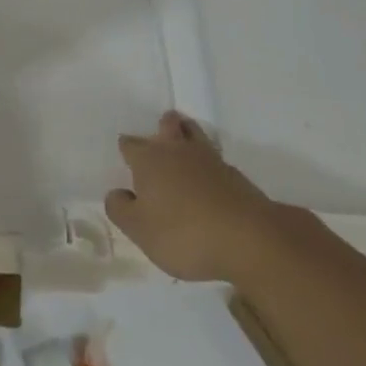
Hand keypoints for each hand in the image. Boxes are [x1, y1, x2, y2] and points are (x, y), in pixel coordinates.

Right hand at [105, 112, 272, 281]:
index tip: (127, 159)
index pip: (130, 145)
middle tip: (160, 137)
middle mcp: (177, 151)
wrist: (248, 239)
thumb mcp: (140, 230)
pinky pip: (215, 160)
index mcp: (149, 160)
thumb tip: (116, 192)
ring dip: (188, 136)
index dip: (127, 150)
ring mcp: (210, 160)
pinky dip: (208, 165)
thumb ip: (121, 209)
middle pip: (168, 126)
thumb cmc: (184, 234)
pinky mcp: (235, 176)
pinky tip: (208, 180)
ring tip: (185, 146)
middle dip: (162, 128)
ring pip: (194, 135)